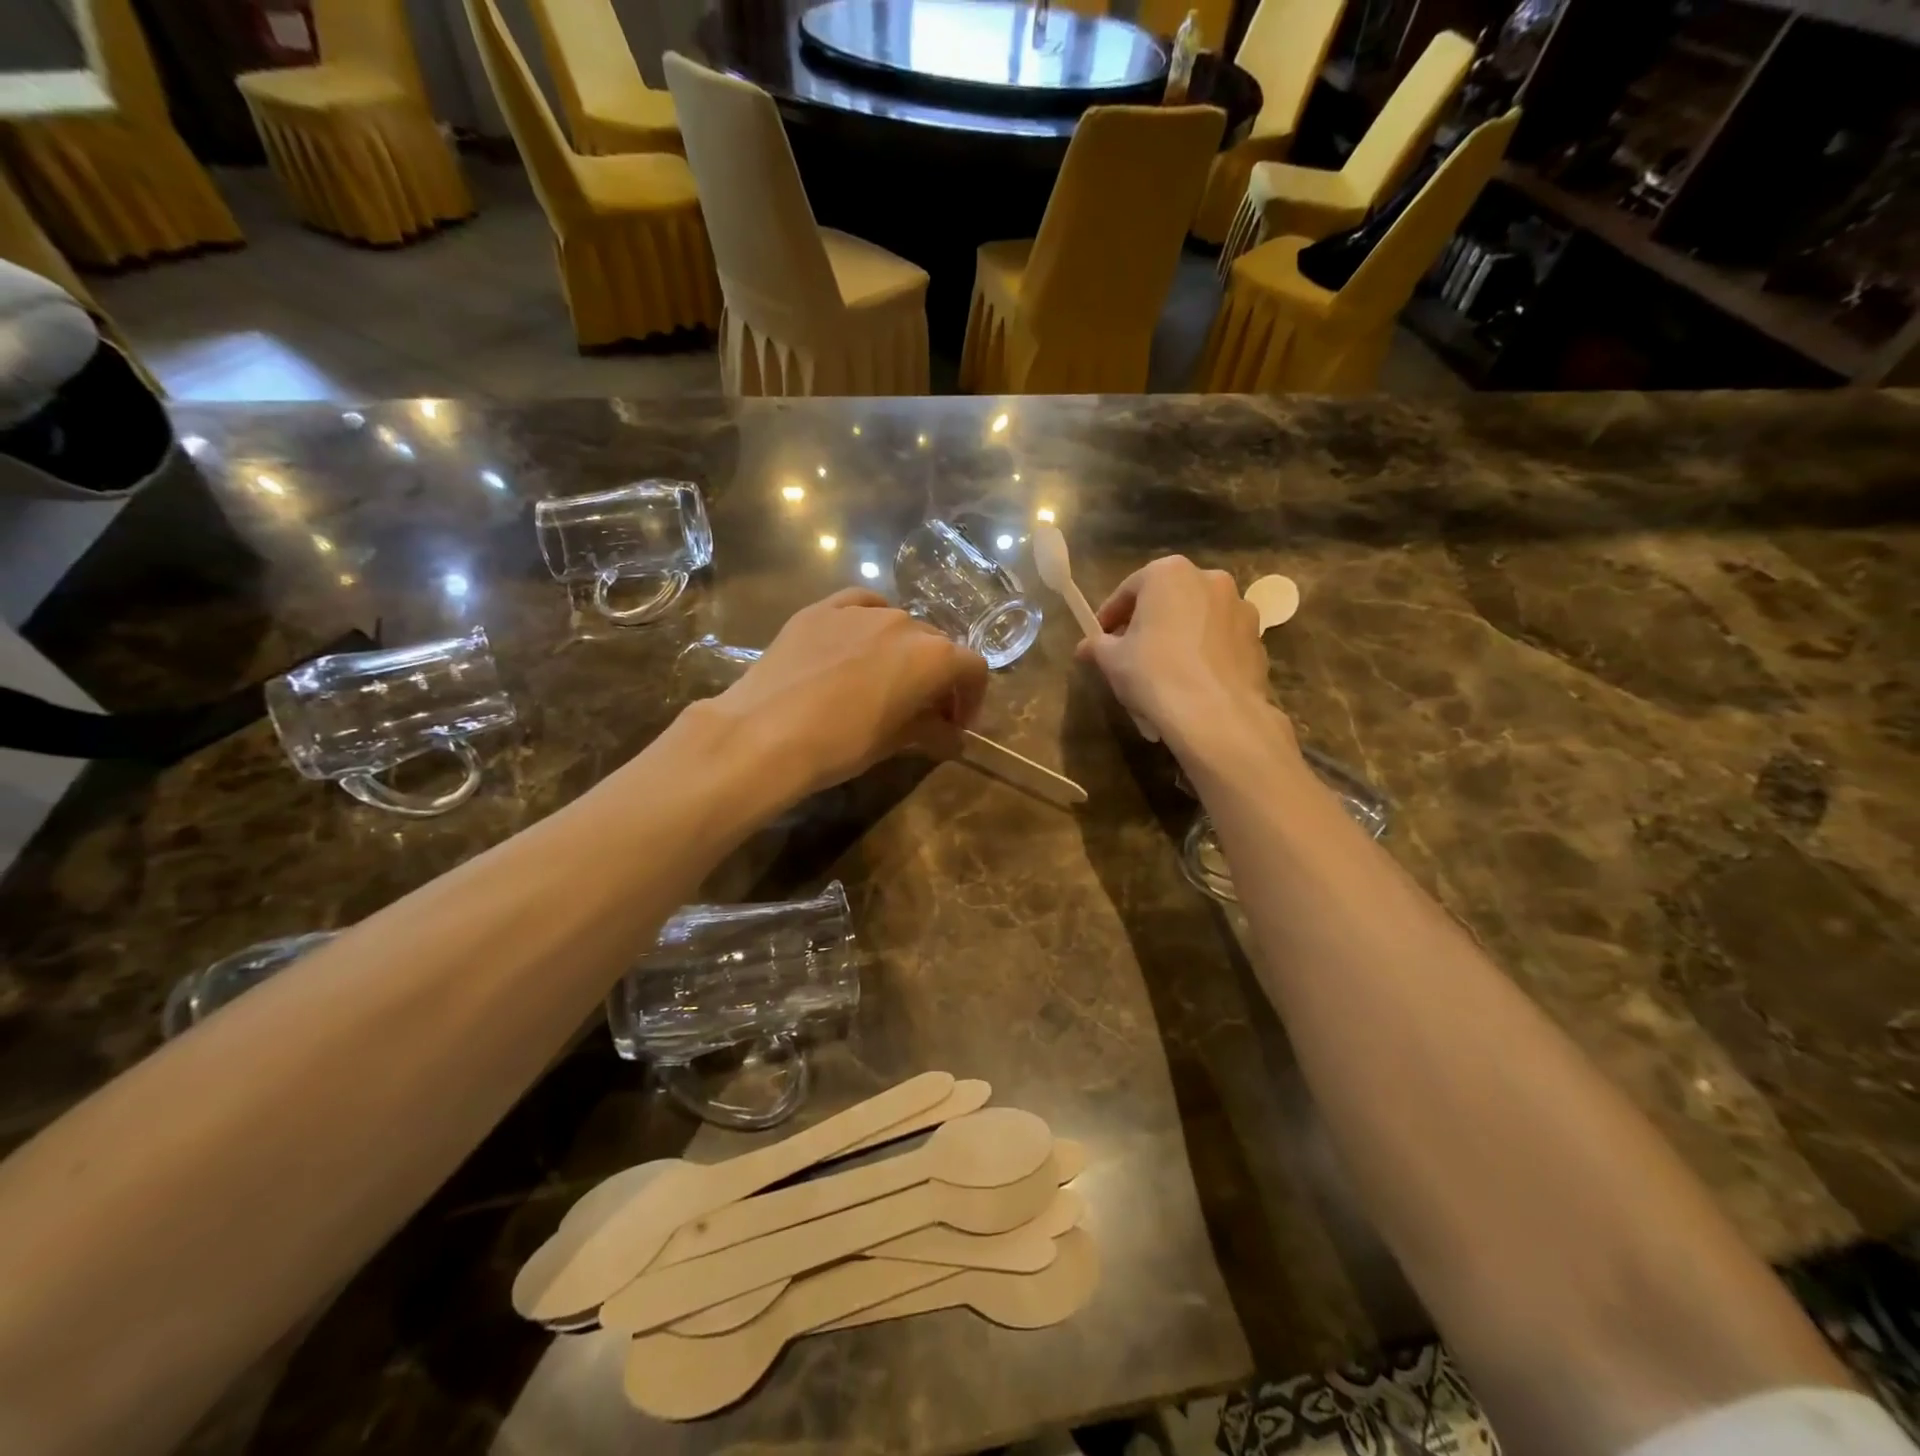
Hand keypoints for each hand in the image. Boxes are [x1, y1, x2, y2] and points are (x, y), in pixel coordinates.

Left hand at [713, 589, 988, 796]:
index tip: (956, 724)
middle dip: (938, 676)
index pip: (972, 668)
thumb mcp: (895, 742)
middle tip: (923, 709)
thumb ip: (933, 732)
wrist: (765, 733)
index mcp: (933, 656)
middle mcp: (904, 622)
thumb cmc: (842, 744)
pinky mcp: (820, 609)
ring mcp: (859, 610)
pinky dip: (868, 624)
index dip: (971, 698)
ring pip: (898, 624)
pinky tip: (856, 644)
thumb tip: (952, 737)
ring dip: (903, 651)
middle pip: (937, 644)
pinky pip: (859, 606)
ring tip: (884, 680)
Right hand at [1073, 556, 1275, 749]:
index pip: (1129, 590)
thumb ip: (1098, 646)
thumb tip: (1086, 647)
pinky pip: (1219, 643)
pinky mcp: (1257, 639)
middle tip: (1130, 654)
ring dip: (1178, 638)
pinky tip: (1191, 683)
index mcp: (1169, 573)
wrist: (1216, 715)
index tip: (1099, 638)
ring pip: (1196, 620)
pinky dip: (1203, 655)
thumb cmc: (1154, 674)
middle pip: (1167, 600)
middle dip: (1147, 624)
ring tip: (1163, 673)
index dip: (1110, 616)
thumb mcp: (1112, 660)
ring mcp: (1240, 608)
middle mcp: (1209, 579)